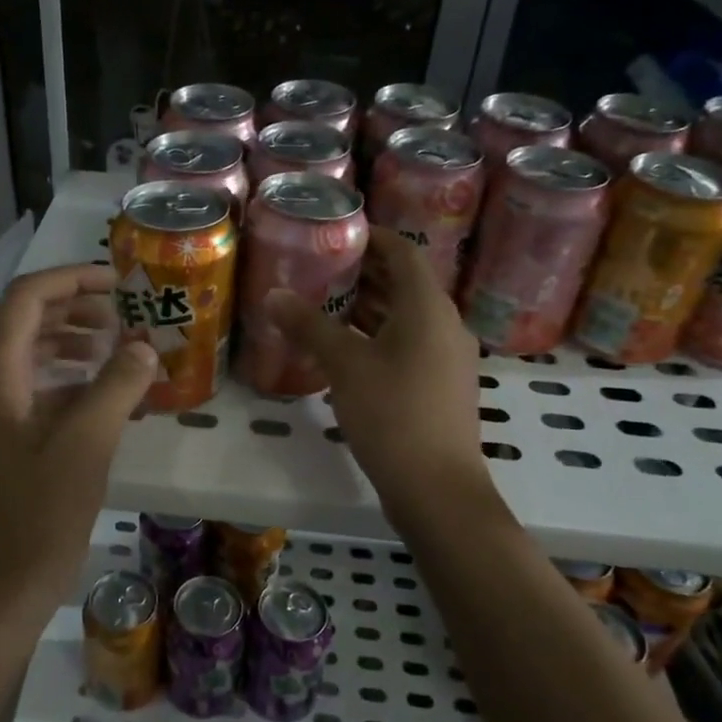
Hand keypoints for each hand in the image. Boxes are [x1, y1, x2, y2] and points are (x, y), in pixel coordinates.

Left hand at [0, 265, 157, 641]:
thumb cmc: (35, 520)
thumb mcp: (85, 446)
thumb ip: (116, 387)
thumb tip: (144, 346)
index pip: (25, 300)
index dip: (71, 279)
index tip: (120, 282)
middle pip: (22, 324)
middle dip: (74, 309)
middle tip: (123, 315)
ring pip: (27, 359)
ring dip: (71, 345)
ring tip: (117, 350)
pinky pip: (31, 395)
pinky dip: (67, 385)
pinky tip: (103, 400)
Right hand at [270, 231, 492, 523]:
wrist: (437, 487)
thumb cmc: (393, 413)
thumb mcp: (345, 364)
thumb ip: (309, 325)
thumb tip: (273, 294)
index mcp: (428, 307)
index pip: (404, 252)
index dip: (373, 238)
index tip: (336, 234)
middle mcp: (445, 324)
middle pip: (405, 283)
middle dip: (364, 273)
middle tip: (319, 268)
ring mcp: (447, 357)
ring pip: (406, 317)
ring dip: (369, 307)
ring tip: (324, 303)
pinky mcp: (440, 385)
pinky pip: (409, 344)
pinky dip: (379, 336)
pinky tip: (345, 350)